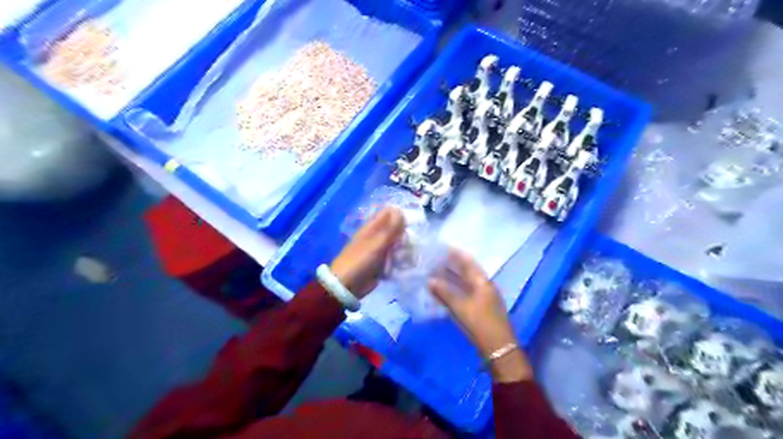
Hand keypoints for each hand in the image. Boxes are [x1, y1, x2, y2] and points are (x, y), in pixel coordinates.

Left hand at [330, 207, 402, 300]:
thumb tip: (400, 210)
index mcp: (372, 227)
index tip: (411, 222)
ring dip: (403, 248)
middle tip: (407, 243)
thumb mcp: (377, 244)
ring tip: (406, 255)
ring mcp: (379, 250)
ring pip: (397, 244)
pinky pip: (395, 257)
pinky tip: (404, 263)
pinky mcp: (382, 262)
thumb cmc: (360, 261)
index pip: (388, 213)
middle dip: (404, 234)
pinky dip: (399, 259)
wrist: (347, 285)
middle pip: (395, 229)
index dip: (400, 215)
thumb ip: (390, 228)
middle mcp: (376, 236)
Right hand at [427, 251, 531, 382]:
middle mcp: (484, 286)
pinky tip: (444, 290)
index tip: (441, 247)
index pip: (468, 262)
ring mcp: (484, 297)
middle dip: (452, 264)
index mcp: (483, 282)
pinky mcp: (481, 308)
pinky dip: (455, 288)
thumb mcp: (461, 308)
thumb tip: (430, 280)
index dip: (455, 254)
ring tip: (436, 272)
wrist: (499, 348)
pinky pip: (465, 292)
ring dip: (452, 277)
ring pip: (465, 282)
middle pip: (467, 271)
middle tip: (435, 259)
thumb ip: (445, 293)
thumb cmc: (480, 324)